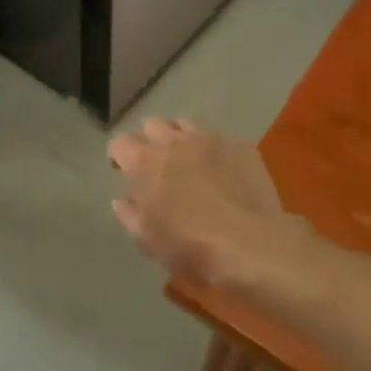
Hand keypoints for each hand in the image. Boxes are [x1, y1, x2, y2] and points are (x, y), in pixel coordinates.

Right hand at [108, 119, 294, 287]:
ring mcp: (210, 140)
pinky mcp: (241, 147)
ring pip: (186, 125)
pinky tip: (224, 173)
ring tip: (189, 161)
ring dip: (181, 139)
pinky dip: (215, 152)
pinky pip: (221, 140)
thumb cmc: (190, 245)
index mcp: (145, 162)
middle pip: (153, 124)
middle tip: (157, 164)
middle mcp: (174, 141)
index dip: (119, 155)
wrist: (251, 244)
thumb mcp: (148, 239)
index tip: (122, 170)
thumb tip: (121, 200)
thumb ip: (129, 214)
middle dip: (150, 140)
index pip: (120, 142)